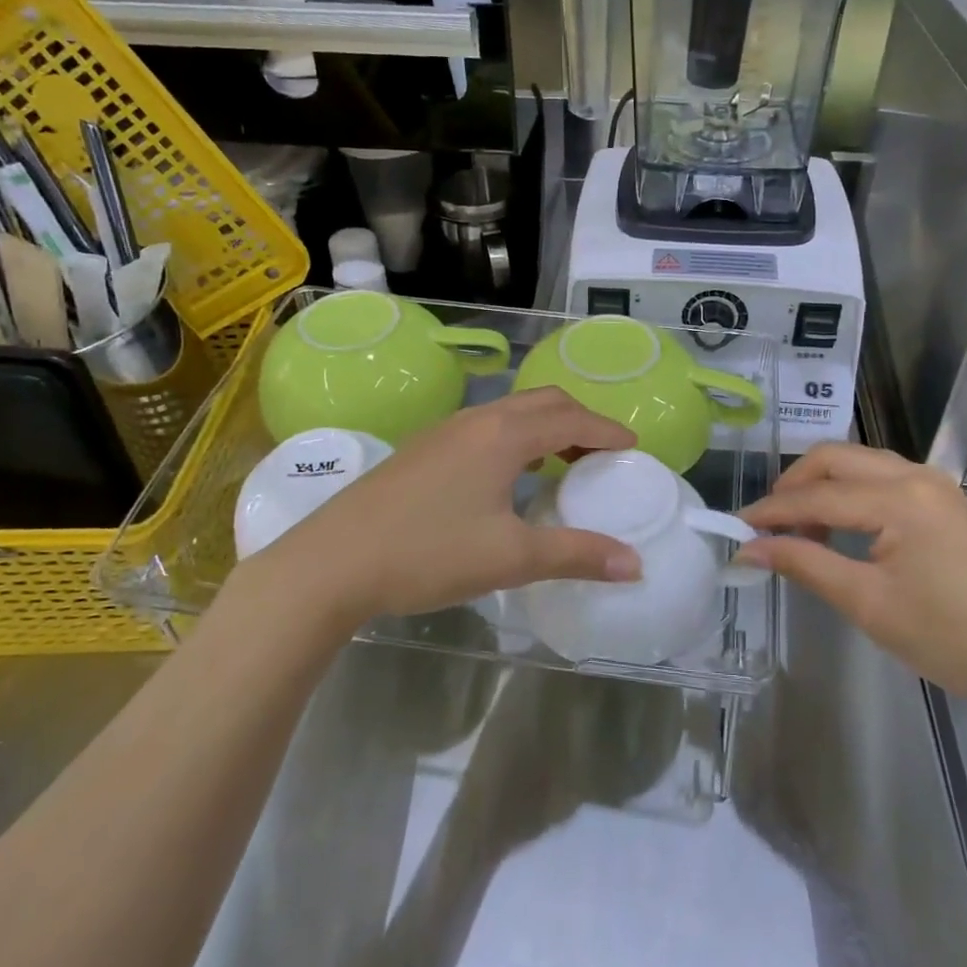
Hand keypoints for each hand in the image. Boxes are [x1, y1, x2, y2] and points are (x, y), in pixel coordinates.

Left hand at [231, 389, 641, 632]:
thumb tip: (633, 564)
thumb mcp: (511, 557)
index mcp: (504, 435)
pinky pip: (487, 426)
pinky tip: (510, 476)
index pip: (571, 418)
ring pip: (511, 412)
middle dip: (580, 421)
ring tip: (564, 463)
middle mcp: (477, 420)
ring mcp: (445, 430)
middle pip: (544, 402)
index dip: (607, 430)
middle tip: (603, 454)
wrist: (333, 561)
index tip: (633, 448)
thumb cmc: (428, 553)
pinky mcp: (424, 448)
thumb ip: (576, 555)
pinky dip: (517, 437)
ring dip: (546, 427)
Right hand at [739, 443, 966, 702]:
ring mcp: (935, 483)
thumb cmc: (948, 638)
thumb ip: (804, 563)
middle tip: (768, 525)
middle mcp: (916, 475)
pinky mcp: (944, 499)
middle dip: (794, 485)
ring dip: (822, 486)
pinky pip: (881, 477)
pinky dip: (850, 492)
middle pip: (835, 458)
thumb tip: (750, 548)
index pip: (817, 496)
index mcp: (899, 498)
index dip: (772, 512)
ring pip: (858, 462)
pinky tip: (842, 528)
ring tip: (802, 530)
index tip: (736, 529)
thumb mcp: (866, 603)